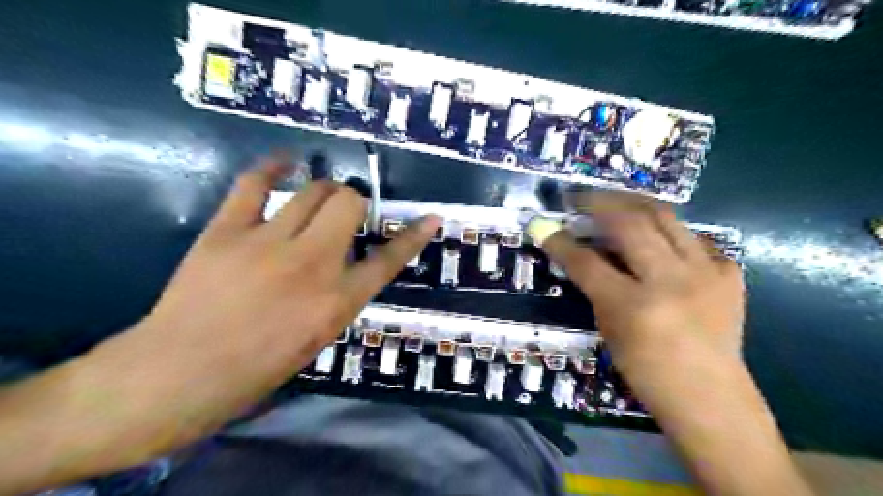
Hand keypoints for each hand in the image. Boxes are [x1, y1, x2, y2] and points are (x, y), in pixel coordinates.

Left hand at [82, 159, 441, 457]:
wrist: (180, 373)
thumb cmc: (258, 367)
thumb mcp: (318, 336)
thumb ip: (340, 295)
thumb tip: (348, 263)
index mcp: (338, 301)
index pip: (389, 260)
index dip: (413, 237)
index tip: (430, 218)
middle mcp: (313, 264)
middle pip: (350, 204)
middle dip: (355, 202)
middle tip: (346, 214)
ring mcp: (269, 242)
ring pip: (313, 190)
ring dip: (324, 190)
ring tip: (319, 199)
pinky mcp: (228, 230)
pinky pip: (256, 184)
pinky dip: (274, 167)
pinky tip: (285, 163)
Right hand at [541, 193, 739, 395]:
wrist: (711, 396)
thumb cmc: (647, 371)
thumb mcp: (609, 329)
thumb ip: (596, 287)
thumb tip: (579, 252)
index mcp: (633, 306)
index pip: (587, 262)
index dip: (561, 241)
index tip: (544, 226)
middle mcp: (671, 281)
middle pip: (629, 224)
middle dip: (598, 203)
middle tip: (579, 198)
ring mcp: (705, 273)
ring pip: (665, 217)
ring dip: (632, 204)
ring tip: (614, 202)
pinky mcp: (729, 273)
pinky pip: (694, 237)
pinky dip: (671, 232)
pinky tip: (659, 238)